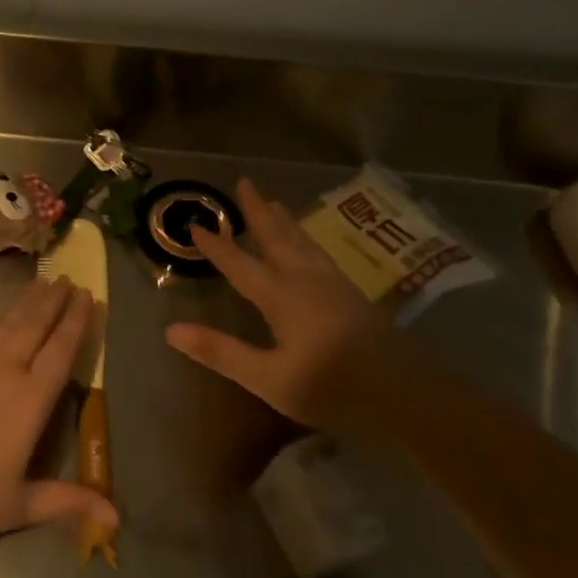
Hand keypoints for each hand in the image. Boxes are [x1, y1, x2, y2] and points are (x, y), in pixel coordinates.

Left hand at [0, 277, 118, 540]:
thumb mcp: (19, 505)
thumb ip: (67, 501)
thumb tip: (116, 519)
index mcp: (30, 400)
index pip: (60, 351)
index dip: (76, 322)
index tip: (89, 297)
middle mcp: (5, 370)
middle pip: (35, 326)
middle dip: (54, 301)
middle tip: (70, 280)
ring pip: (7, 322)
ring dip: (27, 302)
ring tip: (43, 284)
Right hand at [164, 178, 397, 429]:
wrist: (407, 394)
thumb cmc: (332, 387)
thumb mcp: (268, 378)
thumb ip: (221, 352)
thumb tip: (171, 329)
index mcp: (281, 297)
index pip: (240, 265)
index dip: (217, 246)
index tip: (197, 225)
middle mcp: (306, 281)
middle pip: (277, 238)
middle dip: (258, 212)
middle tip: (244, 183)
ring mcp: (334, 286)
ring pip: (303, 243)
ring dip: (284, 222)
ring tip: (275, 203)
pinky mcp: (354, 297)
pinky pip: (320, 254)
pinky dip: (307, 239)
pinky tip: (312, 247)